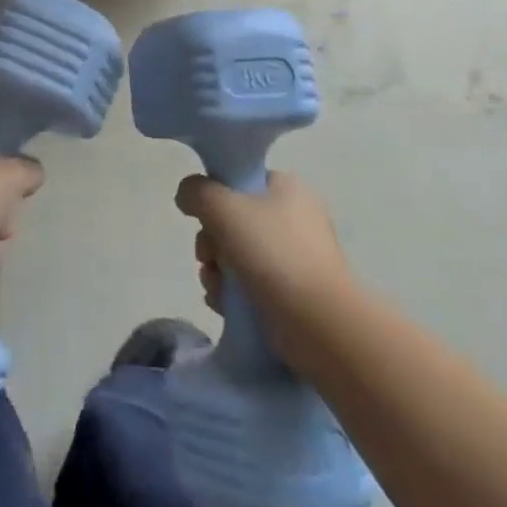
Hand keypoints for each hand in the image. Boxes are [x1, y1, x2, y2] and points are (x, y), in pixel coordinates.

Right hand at [176, 171, 353, 348]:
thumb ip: (196, 192)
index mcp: (287, 189)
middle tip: (209, 257)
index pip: (240, 181)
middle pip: (233, 220)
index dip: (215, 198)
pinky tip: (223, 305)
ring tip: (217, 287)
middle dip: (211, 242)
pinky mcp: (290, 293)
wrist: (319, 324)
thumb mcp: (223, 208)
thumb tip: (187, 196)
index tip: (205, 218)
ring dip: (216, 271)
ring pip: (236, 255)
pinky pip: (248, 285)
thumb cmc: (273, 254)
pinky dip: (231, 294)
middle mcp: (294, 218)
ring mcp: (294, 258)